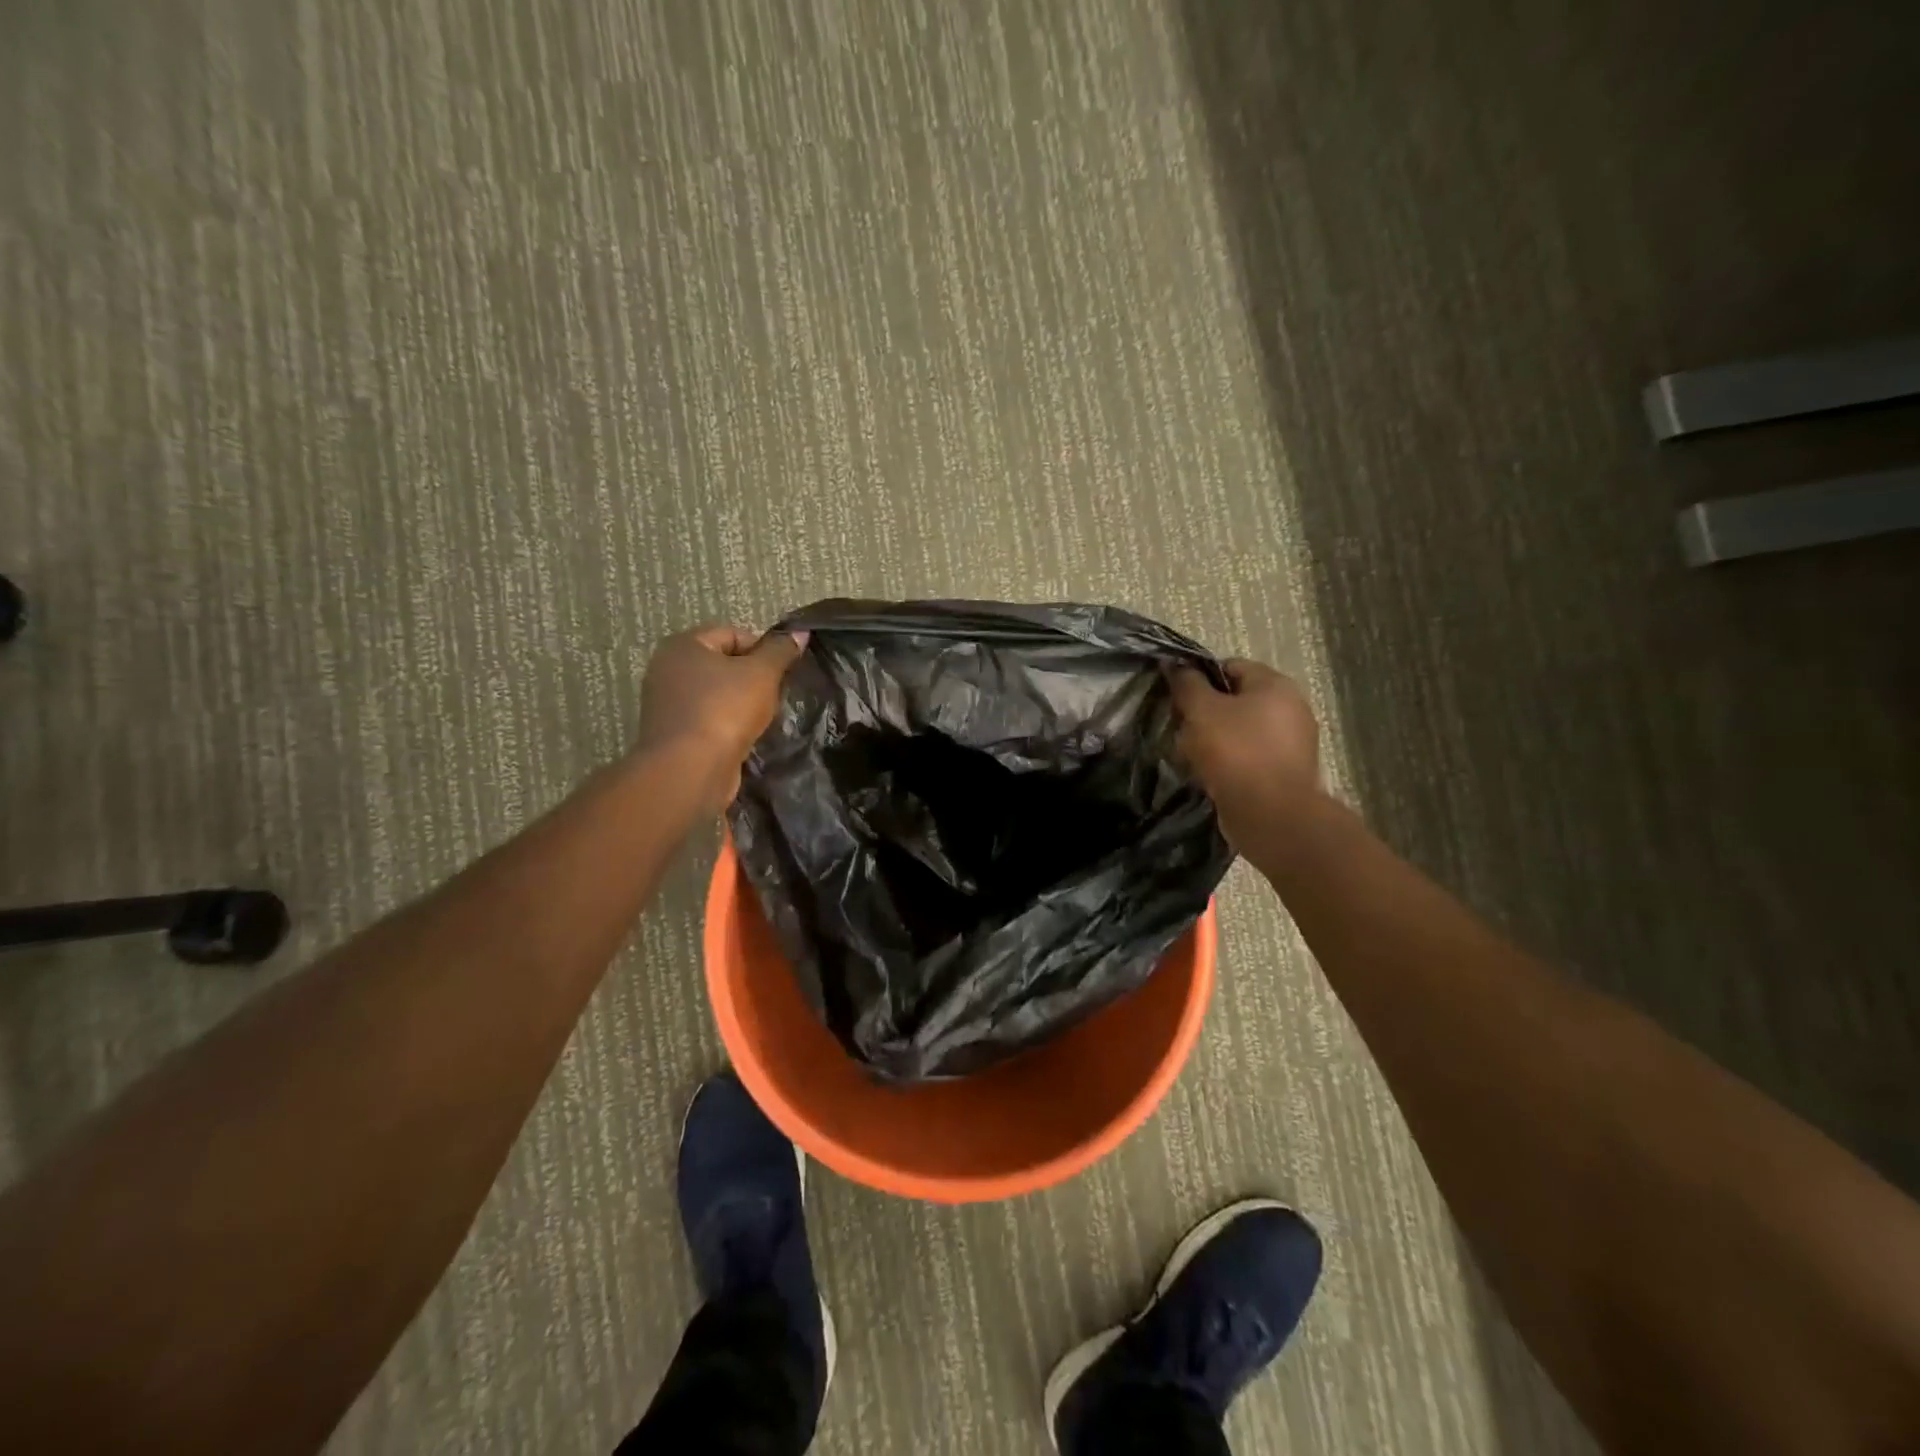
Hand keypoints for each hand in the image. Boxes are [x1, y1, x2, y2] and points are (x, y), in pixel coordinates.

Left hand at [636, 625, 808, 810]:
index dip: (763, 650)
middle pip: (724, 665)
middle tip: (777, 695)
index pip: (732, 634)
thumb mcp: (762, 674)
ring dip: (744, 705)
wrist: (690, 770)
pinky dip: (730, 727)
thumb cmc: (724, 710)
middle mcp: (668, 670)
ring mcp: (668, 705)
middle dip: (754, 679)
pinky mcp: (675, 735)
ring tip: (766, 719)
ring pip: (718, 695)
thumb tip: (799, 632)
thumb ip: (781, 651)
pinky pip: (710, 721)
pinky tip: (747, 738)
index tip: (783, 672)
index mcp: (683, 645)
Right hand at [1169, 659, 1321, 848]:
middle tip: (1181, 731)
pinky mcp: (1286, 773)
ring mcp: (1293, 743)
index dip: (1199, 680)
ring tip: (1191, 758)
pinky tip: (1211, 777)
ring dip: (1214, 741)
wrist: (1271, 815)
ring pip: (1241, 731)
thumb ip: (1187, 684)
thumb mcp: (1201, 711)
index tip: (1177, 701)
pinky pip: (1250, 757)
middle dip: (1205, 714)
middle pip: (1236, 700)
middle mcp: (1291, 708)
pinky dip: (1230, 763)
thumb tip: (1175, 664)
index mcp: (1275, 685)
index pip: (1230, 667)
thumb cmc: (1236, 752)